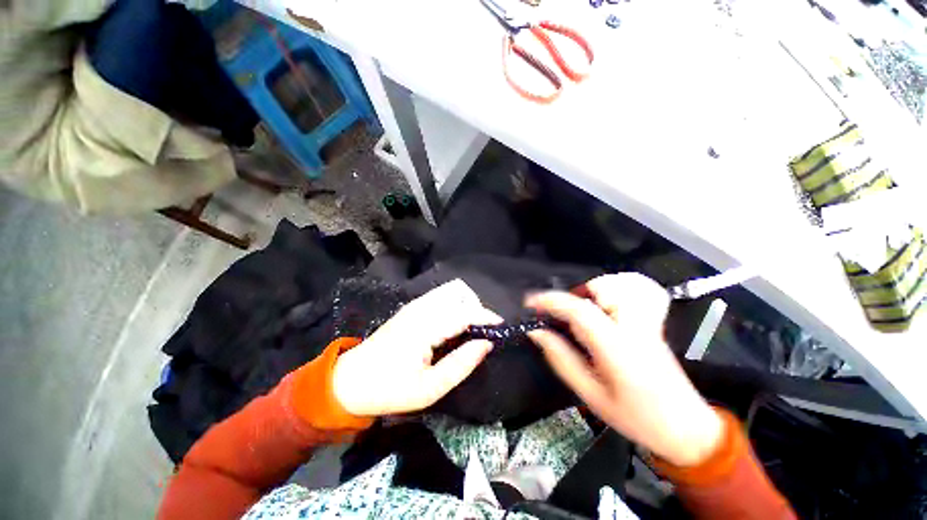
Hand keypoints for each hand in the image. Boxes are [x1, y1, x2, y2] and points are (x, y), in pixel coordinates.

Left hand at [332, 279, 501, 416]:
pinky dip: (454, 306)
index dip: (487, 317)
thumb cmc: (389, 389)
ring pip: (450, 292)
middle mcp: (420, 308)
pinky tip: (454, 326)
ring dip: (466, 305)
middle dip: (477, 309)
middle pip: (458, 293)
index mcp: (425, 326)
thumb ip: (461, 364)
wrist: (350, 381)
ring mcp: (414, 305)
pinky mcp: (411, 308)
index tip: (502, 327)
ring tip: (471, 330)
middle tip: (483, 332)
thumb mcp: (429, 388)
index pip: (464, 312)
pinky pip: (440, 298)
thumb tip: (486, 344)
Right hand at [526, 273, 722, 466]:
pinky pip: (639, 288)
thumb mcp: (590, 395)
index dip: (551, 301)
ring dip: (592, 290)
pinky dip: (617, 287)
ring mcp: (648, 321)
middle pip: (602, 288)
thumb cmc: (635, 417)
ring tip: (582, 311)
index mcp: (617, 348)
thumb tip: (536, 332)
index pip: (580, 311)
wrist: (686, 428)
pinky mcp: (654, 321)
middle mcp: (634, 326)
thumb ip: (561, 359)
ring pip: (620, 283)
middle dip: (572, 295)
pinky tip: (606, 303)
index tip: (530, 303)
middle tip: (560, 315)